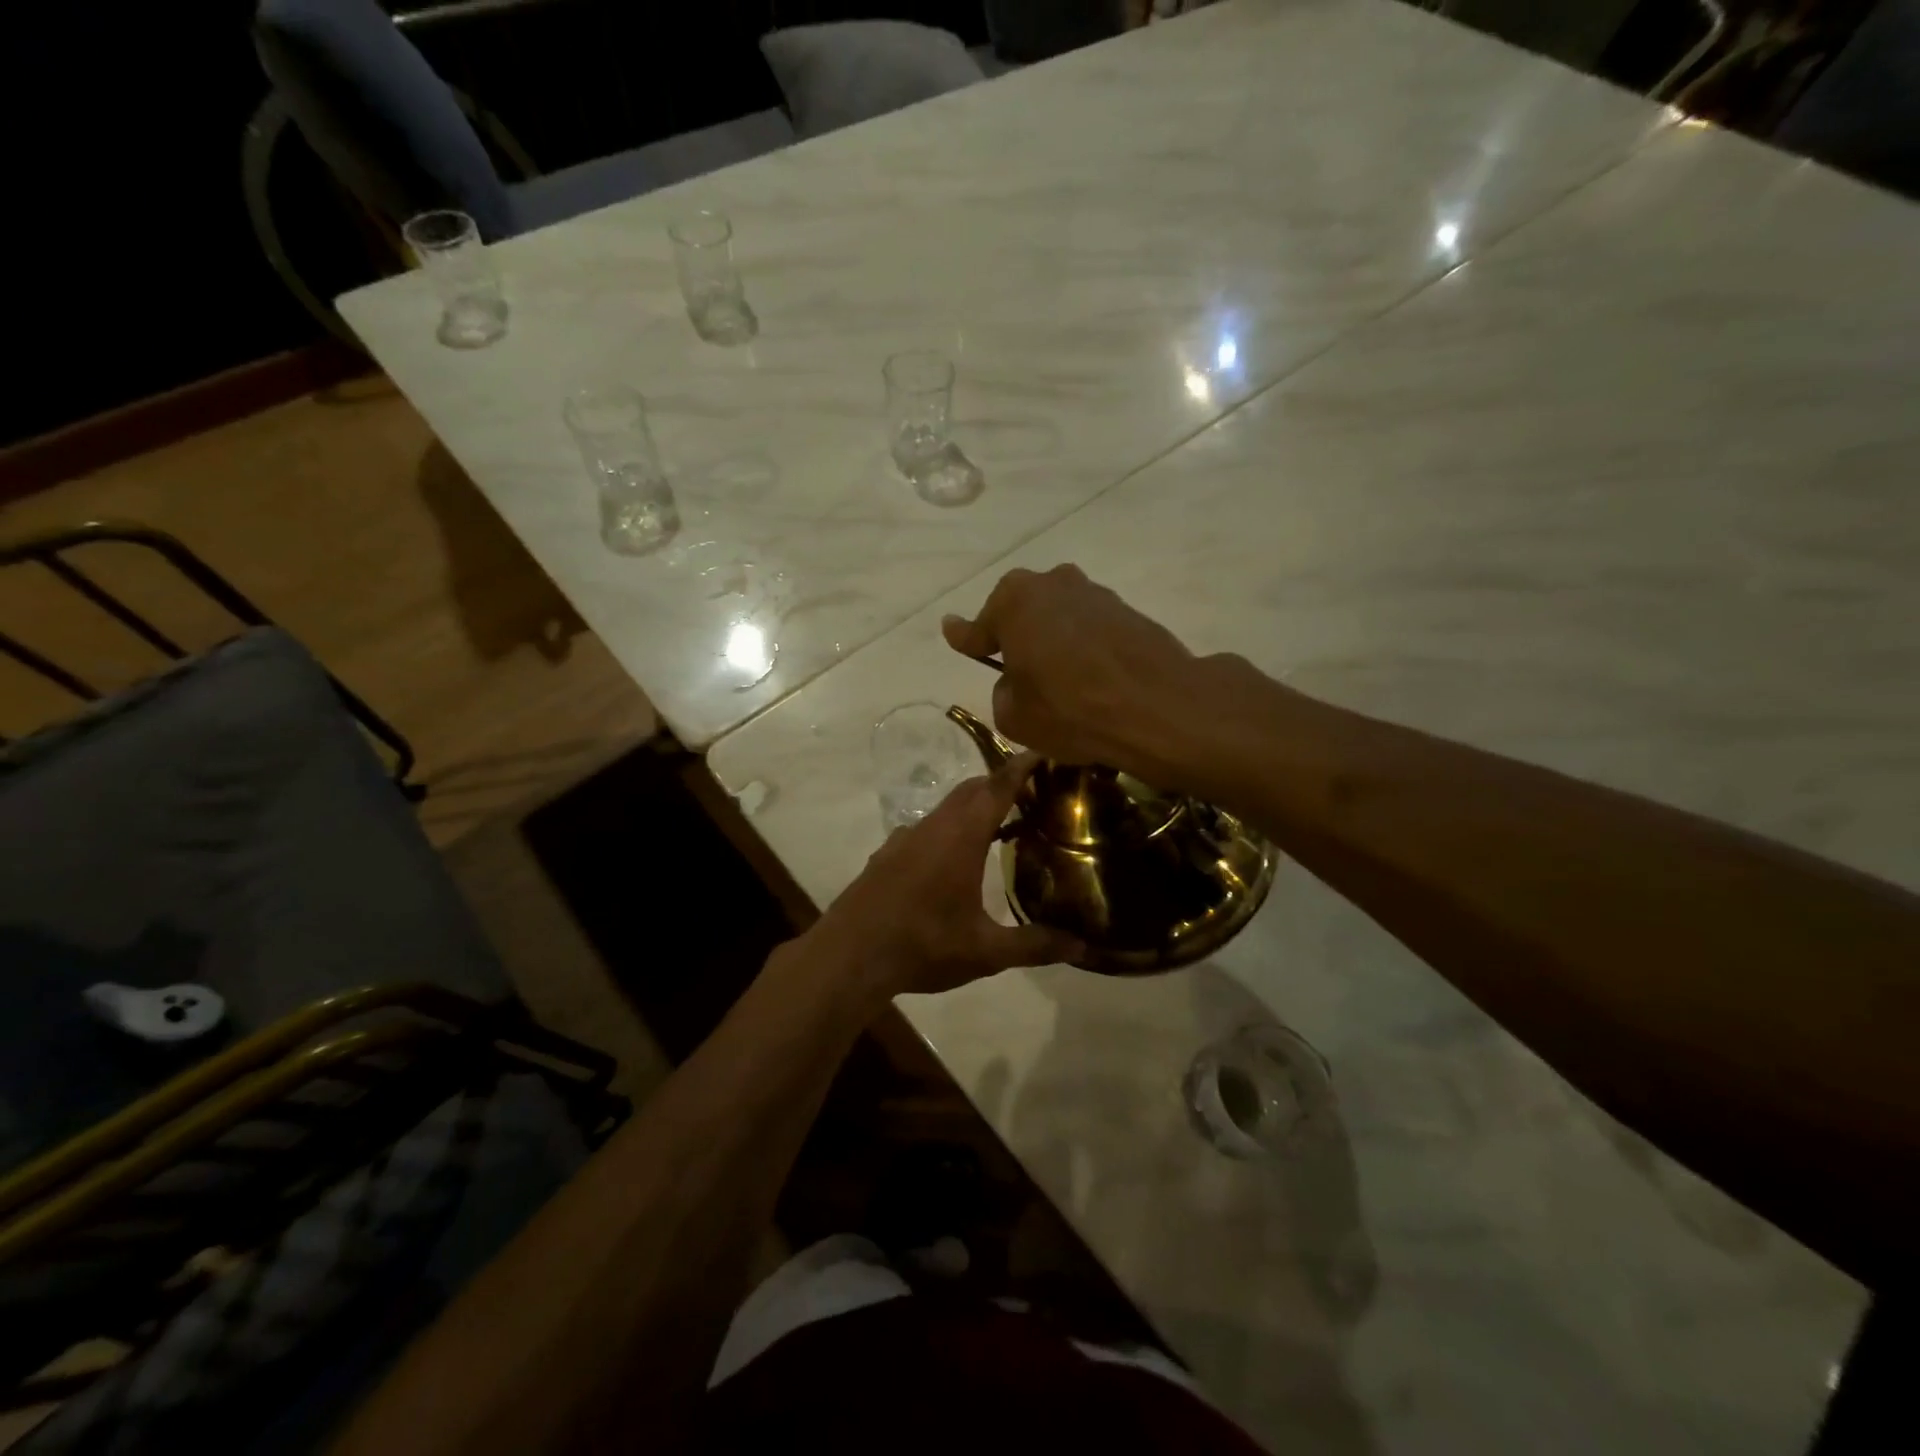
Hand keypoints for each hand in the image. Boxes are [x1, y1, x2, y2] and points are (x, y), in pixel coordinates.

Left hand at [807, 752, 1082, 1002]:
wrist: (848, 956)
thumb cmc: (922, 946)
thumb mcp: (985, 951)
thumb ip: (1034, 945)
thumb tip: (1083, 947)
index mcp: (960, 837)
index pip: (997, 787)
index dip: (1022, 766)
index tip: (1044, 750)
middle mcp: (932, 827)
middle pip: (971, 790)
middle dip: (1001, 783)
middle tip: (1033, 792)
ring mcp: (904, 839)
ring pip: (946, 809)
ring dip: (973, 807)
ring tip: (1000, 825)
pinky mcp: (886, 855)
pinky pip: (925, 829)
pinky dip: (948, 829)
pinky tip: (953, 859)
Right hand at [941, 564, 1208, 781]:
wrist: (1158, 707)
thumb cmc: (1070, 710)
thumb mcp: (1014, 716)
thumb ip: (1003, 691)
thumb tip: (1016, 679)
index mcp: (1014, 601)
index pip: (978, 627)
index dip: (966, 639)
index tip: (952, 633)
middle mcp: (1053, 584)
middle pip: (1022, 612)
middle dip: (1016, 635)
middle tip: (1017, 670)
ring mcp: (1095, 593)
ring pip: (1059, 617)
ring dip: (1054, 640)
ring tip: (1061, 680)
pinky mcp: (1129, 610)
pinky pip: (1091, 629)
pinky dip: (1085, 647)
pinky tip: (1091, 677)